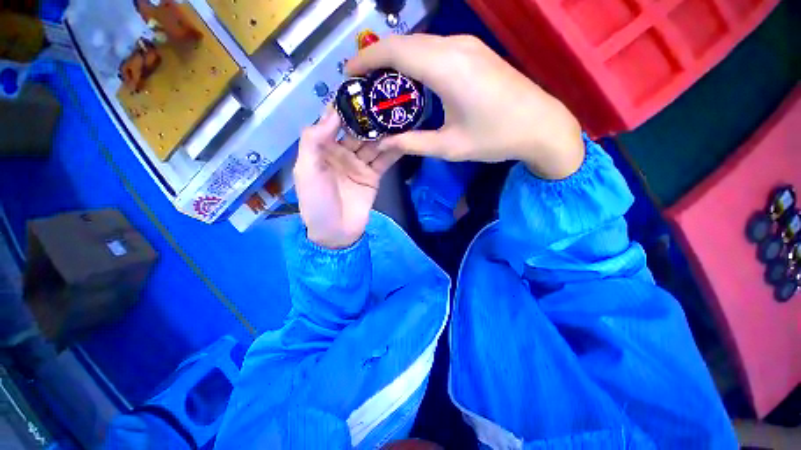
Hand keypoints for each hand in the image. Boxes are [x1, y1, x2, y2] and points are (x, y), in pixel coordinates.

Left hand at [294, 106, 401, 248]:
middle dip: (370, 116)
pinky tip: (404, 137)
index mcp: (323, 149)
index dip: (345, 106)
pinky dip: (394, 150)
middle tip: (386, 98)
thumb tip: (332, 112)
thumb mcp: (306, 170)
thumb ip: (314, 141)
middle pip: (358, 130)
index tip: (360, 86)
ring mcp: (360, 164)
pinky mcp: (374, 176)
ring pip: (374, 143)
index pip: (334, 121)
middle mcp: (342, 152)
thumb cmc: (317, 202)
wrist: (336, 232)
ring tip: (399, 114)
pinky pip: (384, 160)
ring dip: (385, 131)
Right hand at [347, 34, 584, 179]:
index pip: (395, 52)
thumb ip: (412, 144)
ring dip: (396, 59)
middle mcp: (455, 47)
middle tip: (362, 84)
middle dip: (377, 59)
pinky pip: (435, 49)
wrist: (541, 125)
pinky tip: (410, 81)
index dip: (367, 59)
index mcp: (446, 68)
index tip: (349, 73)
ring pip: (419, 44)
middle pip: (404, 44)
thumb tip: (383, 144)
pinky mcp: (474, 52)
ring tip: (382, 84)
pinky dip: (415, 61)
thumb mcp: (449, 147)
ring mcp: (467, 46)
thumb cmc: (495, 138)